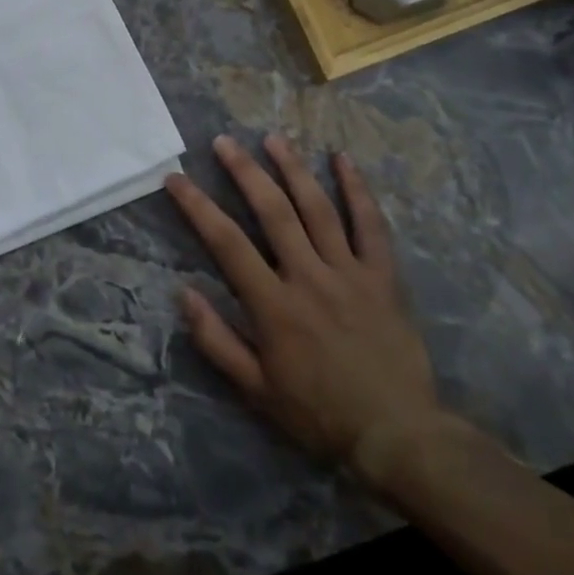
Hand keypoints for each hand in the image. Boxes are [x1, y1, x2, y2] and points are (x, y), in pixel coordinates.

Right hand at [169, 135, 449, 484]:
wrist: (398, 436)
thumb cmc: (319, 414)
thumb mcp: (255, 390)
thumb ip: (216, 340)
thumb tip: (182, 293)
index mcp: (274, 305)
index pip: (227, 243)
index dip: (197, 206)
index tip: (176, 178)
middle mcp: (309, 277)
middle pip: (272, 211)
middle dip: (244, 171)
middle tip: (223, 142)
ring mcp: (350, 272)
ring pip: (317, 208)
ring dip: (293, 169)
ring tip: (272, 138)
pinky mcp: (383, 276)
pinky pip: (371, 225)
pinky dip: (357, 190)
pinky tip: (342, 160)